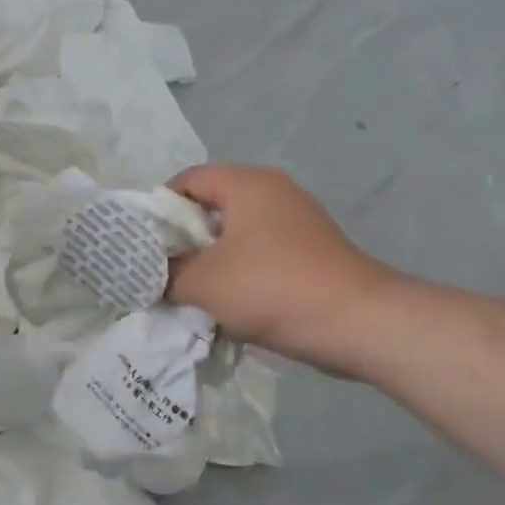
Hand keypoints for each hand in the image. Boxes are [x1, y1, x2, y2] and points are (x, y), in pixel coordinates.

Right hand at [166, 163, 400, 372]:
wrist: (360, 324)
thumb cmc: (272, 288)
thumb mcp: (203, 283)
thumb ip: (166, 275)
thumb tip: (151, 276)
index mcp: (247, 184)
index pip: (187, 180)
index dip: (159, 208)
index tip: (145, 244)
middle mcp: (273, 192)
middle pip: (210, 205)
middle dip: (183, 238)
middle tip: (162, 268)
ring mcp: (296, 221)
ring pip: (235, 232)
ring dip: (210, 258)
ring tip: (190, 289)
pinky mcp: (310, 250)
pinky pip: (259, 251)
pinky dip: (238, 270)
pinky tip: (228, 301)